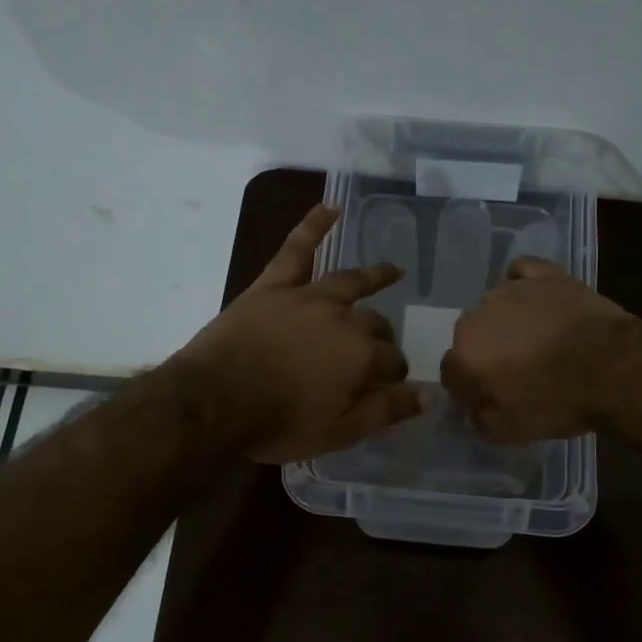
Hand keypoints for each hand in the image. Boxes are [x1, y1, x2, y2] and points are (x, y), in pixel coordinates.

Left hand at [176, 205, 424, 462]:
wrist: (214, 401)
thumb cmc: (278, 423)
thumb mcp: (339, 433)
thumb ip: (385, 412)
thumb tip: (427, 397)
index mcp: (361, 357)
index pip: (393, 361)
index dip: (394, 375)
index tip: (389, 386)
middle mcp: (344, 319)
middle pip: (375, 323)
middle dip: (383, 337)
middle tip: (379, 349)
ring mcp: (308, 297)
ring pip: (349, 281)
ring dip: (374, 275)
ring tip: (392, 270)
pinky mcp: (274, 286)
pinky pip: (296, 249)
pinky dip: (313, 226)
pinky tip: (330, 208)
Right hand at [440, 257, 635, 443]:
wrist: (614, 368)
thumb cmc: (559, 402)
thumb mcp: (511, 432)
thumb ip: (479, 421)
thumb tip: (472, 410)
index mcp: (464, 355)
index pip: (451, 373)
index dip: (470, 389)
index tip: (491, 399)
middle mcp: (477, 317)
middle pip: (470, 337)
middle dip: (485, 353)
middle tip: (515, 371)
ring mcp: (510, 290)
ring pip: (493, 307)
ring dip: (504, 323)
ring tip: (534, 339)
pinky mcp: (544, 275)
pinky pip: (521, 273)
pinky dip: (522, 284)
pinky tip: (535, 299)